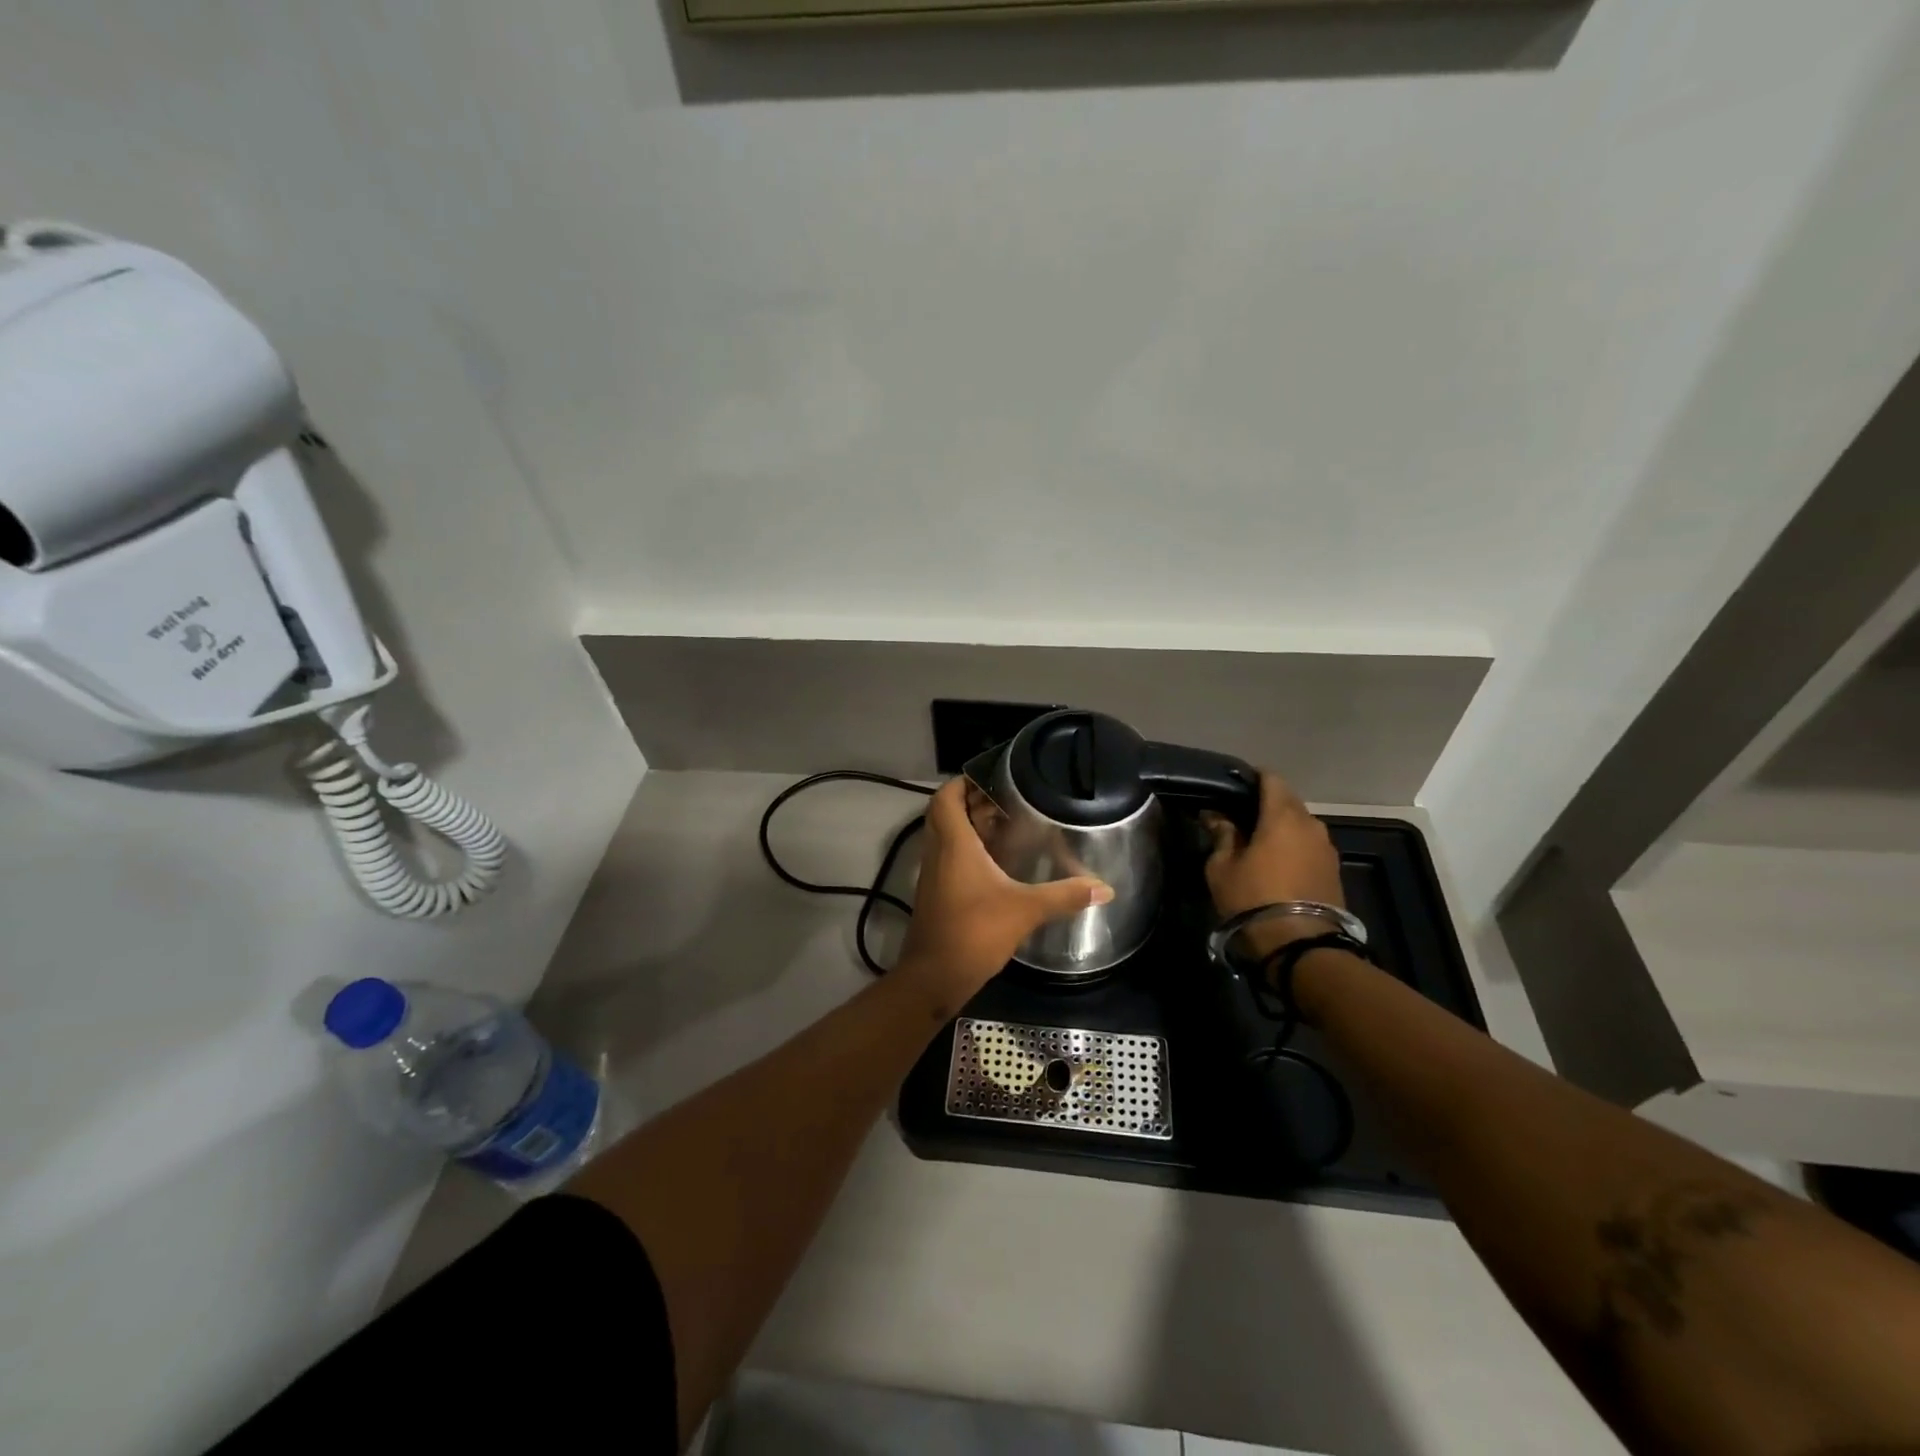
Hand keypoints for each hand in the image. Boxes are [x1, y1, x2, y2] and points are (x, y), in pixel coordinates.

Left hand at [899, 778, 1111, 1009]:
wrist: (934, 977)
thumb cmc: (974, 932)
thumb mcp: (1025, 910)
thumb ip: (1064, 896)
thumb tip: (1105, 889)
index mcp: (953, 844)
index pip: (946, 797)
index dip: (963, 782)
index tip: (992, 777)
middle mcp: (938, 852)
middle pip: (946, 813)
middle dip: (973, 802)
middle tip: (1008, 799)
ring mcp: (933, 874)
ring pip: (946, 836)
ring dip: (970, 826)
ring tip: (1006, 824)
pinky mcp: (937, 893)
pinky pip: (949, 857)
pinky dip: (968, 850)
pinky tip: (997, 862)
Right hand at [1201, 772, 1344, 952]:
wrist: (1301, 946)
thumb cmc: (1253, 899)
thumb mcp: (1222, 867)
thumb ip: (1222, 835)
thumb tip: (1216, 816)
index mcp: (1282, 816)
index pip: (1271, 779)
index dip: (1252, 778)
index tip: (1233, 786)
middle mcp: (1311, 824)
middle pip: (1287, 801)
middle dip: (1265, 804)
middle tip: (1239, 816)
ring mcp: (1327, 848)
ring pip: (1300, 825)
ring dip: (1281, 827)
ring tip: (1257, 842)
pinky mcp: (1334, 870)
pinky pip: (1309, 846)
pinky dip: (1293, 846)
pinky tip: (1276, 862)